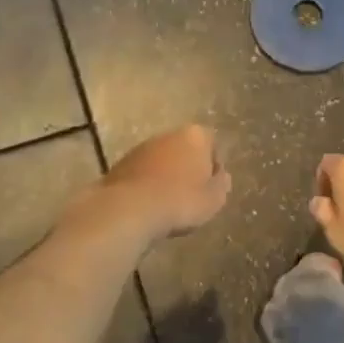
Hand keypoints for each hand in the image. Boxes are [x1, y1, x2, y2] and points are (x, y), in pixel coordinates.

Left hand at [91, 125, 232, 239]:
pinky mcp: (121, 163)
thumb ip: (222, 184)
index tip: (211, 187)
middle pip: (185, 150)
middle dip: (188, 168)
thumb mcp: (214, 199)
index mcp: (195, 136)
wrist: (130, 208)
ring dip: (166, 176)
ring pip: (162, 161)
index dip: (213, 166)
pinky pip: (143, 173)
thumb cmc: (181, 201)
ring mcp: (142, 148)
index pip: (212, 144)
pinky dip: (148, 185)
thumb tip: (221, 176)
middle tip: (191, 195)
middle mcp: (168, 134)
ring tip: (168, 204)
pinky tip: (149, 205)